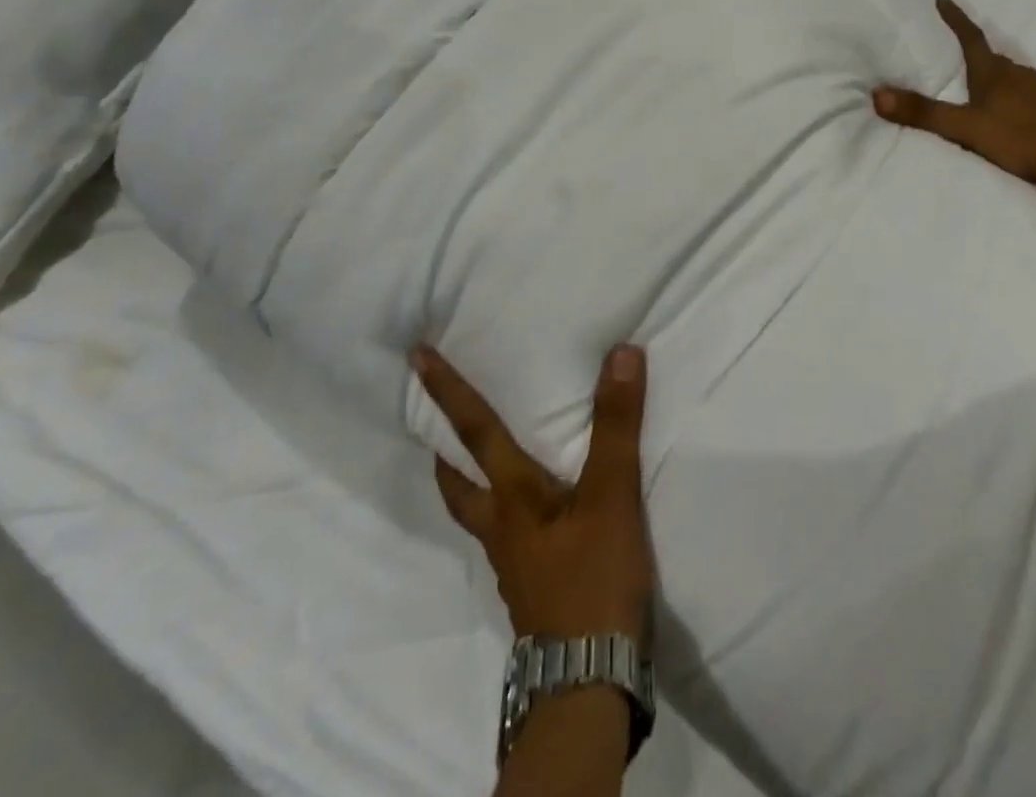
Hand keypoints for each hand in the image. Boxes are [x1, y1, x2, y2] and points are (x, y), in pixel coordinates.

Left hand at [413, 344, 654, 647]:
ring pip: (481, 514)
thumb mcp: (611, 495)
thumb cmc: (592, 580)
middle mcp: (503, 528)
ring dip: (473, 484)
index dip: (447, 391)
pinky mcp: (536, 590)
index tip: (416, 357)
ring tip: (490, 465)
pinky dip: (511, 514)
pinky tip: (540, 518)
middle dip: (445, 452)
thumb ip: (615, 425)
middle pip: (459, 486)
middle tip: (439, 428)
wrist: (589, 683)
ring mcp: (516, 564)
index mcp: (511, 498)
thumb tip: (620, 353)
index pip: (474, 431)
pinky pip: (512, 538)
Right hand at [873, 0, 1035, 185]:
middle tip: (957, 57)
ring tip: (978, 90)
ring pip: (1010, 77)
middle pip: (990, 58)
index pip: (969, 36)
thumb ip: (923, 113)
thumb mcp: (965, 127)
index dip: (954, 18)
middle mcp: (1017, 74)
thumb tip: (876, 95)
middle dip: (973, 55)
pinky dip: (1011, 99)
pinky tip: (1009, 114)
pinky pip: (1026, 95)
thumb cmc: (1019, 135)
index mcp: (993, 72)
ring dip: (993, 79)